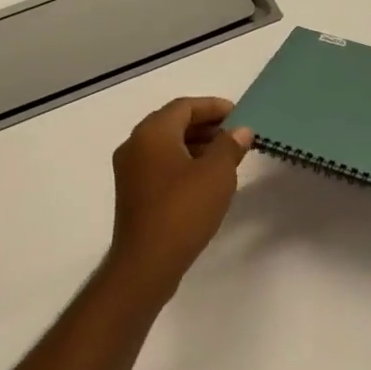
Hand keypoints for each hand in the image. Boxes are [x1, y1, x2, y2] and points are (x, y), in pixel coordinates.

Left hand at [108, 97, 252, 297]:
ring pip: (167, 145)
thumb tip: (240, 130)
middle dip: (206, 125)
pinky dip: (184, 163)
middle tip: (236, 134)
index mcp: (152, 133)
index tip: (239, 114)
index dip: (214, 107)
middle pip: (173, 123)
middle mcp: (135, 145)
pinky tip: (206, 179)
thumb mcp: (216, 174)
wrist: (146, 263)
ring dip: (196, 145)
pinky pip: (161, 165)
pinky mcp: (133, 193)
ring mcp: (130, 170)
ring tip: (227, 157)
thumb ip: (230, 146)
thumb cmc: (183, 210)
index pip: (184, 106)